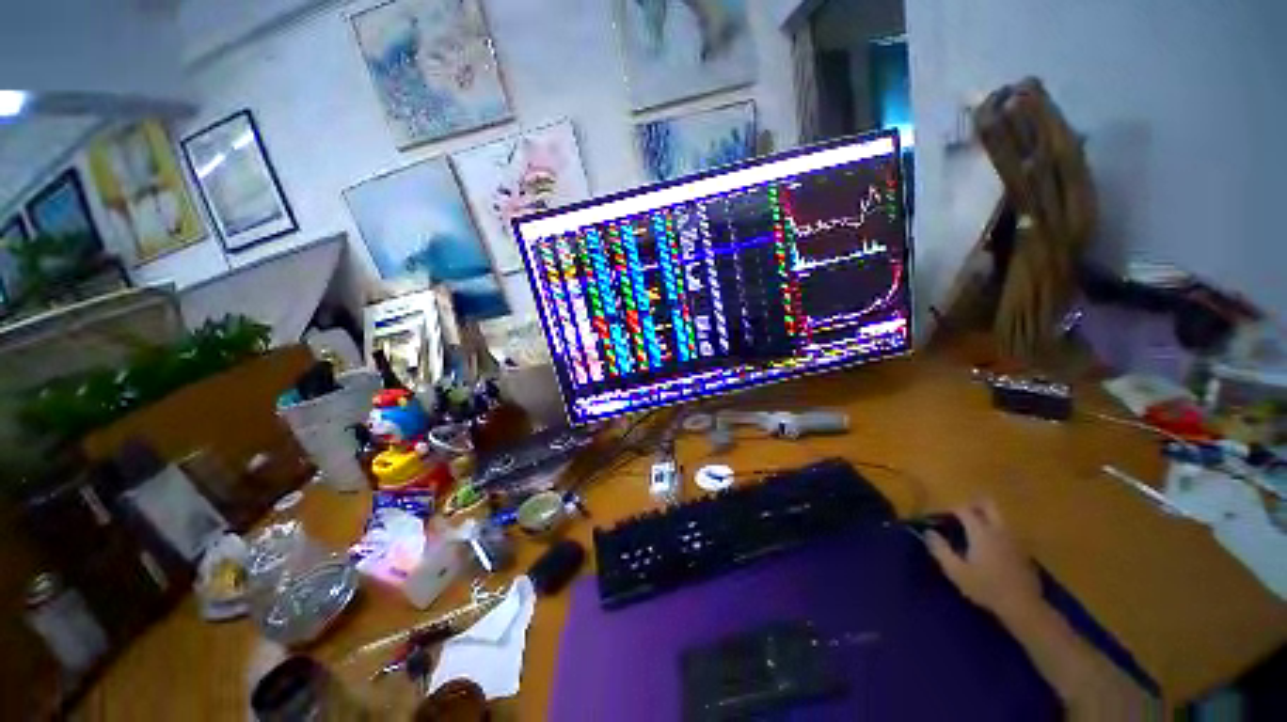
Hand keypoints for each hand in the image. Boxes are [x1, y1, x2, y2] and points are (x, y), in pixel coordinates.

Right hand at [926, 499, 1042, 620]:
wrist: (1023, 606)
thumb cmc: (985, 587)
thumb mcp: (956, 571)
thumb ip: (940, 549)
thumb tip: (928, 532)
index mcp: (981, 531)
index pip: (964, 509)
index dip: (952, 510)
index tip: (942, 517)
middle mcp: (999, 530)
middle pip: (988, 505)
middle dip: (974, 505)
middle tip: (962, 516)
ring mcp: (1014, 540)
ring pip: (1000, 518)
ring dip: (987, 518)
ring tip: (975, 532)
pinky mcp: (1024, 551)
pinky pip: (1008, 533)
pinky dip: (997, 533)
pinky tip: (991, 549)